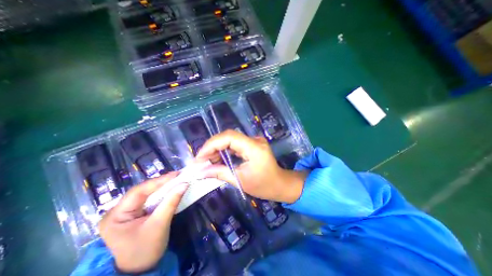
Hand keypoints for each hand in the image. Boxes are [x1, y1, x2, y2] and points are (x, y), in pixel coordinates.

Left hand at [99, 172, 187, 273]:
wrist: (140, 270)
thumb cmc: (147, 250)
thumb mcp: (160, 224)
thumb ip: (171, 202)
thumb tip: (184, 184)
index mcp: (115, 216)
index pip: (138, 191)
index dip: (159, 181)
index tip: (176, 174)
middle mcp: (117, 211)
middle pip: (142, 191)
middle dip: (161, 183)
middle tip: (178, 176)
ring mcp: (125, 212)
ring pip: (146, 193)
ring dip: (162, 187)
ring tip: (176, 180)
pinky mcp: (134, 213)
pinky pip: (149, 199)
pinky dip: (161, 193)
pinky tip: (170, 189)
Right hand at [195, 129, 303, 202]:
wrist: (280, 184)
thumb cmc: (264, 185)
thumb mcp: (240, 181)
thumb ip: (220, 173)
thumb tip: (201, 171)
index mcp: (254, 147)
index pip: (229, 137)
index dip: (211, 145)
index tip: (199, 158)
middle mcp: (254, 140)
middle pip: (228, 136)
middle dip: (212, 147)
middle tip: (201, 160)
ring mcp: (254, 141)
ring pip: (230, 139)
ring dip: (217, 149)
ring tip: (207, 161)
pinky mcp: (252, 144)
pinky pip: (235, 144)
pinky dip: (224, 150)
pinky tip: (217, 159)